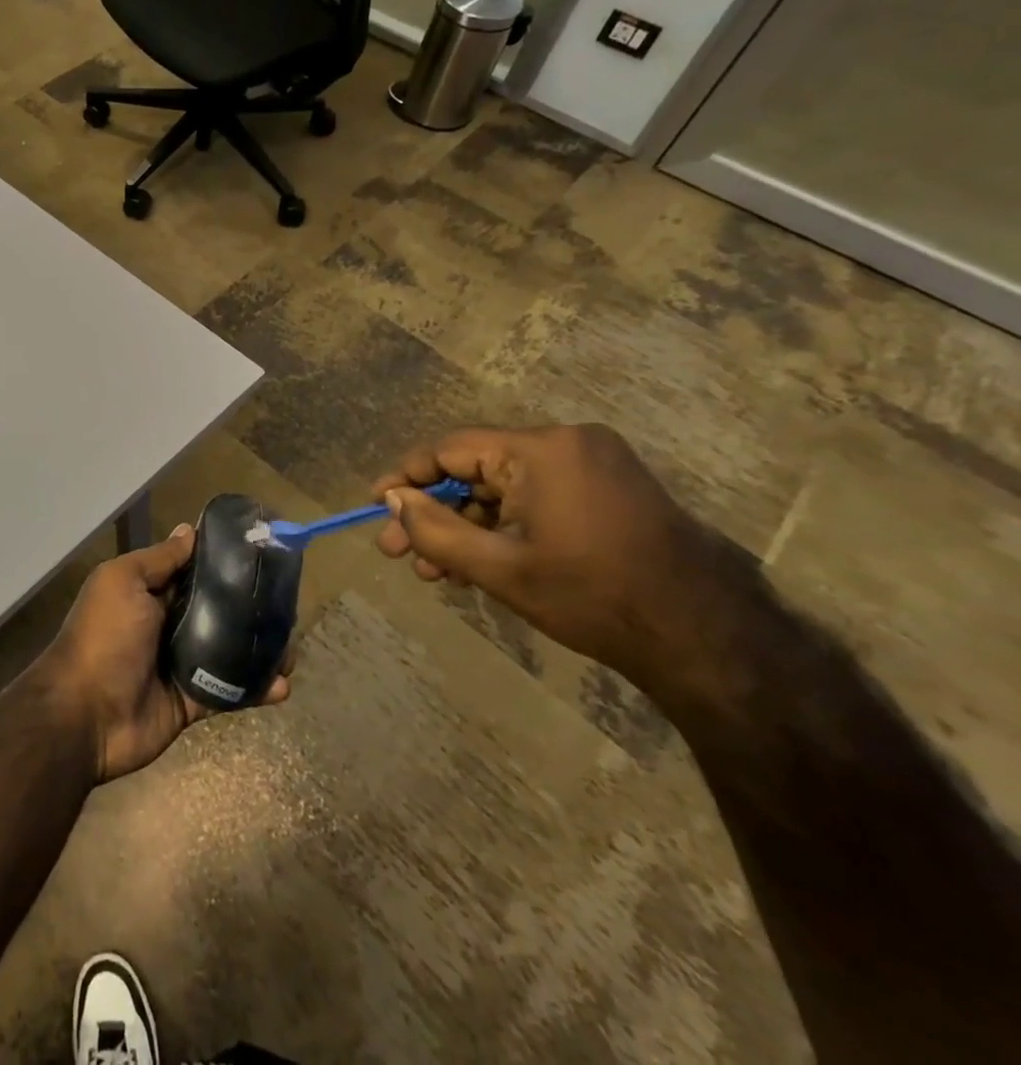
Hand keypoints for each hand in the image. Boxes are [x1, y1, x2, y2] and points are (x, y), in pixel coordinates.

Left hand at [38, 522, 293, 783]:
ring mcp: (179, 665)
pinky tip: (282, 685)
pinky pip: (228, 692)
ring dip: (259, 649)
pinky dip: (255, 689)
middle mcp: (165, 624)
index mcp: (148, 592)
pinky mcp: (191, 702)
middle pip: (215, 610)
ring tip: (292, 647)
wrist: (85, 714)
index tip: (261, 554)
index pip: (192, 572)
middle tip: (288, 603)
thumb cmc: (104, 636)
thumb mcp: (123, 582)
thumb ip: (159, 560)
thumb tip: (188, 530)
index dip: (222, 562)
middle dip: (249, 607)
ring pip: (228, 651)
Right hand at [372, 424, 725, 685]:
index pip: (451, 449)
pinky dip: (501, 527)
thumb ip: (434, 529)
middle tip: (398, 552)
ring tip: (433, 571)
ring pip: (502, 489)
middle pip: (475, 470)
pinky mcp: (606, 489)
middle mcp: (566, 443)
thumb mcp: (499, 568)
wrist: (707, 639)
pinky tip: (474, 564)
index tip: (377, 505)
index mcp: (541, 450)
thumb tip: (393, 500)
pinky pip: (533, 498)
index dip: (408, 478)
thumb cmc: (593, 597)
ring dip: (465, 527)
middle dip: (434, 514)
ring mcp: (591, 465)